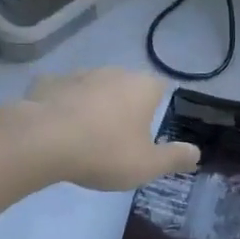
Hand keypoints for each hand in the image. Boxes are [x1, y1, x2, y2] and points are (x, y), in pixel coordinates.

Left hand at [2, 69, 199, 191]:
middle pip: (126, 86)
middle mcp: (113, 72)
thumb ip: (174, 158)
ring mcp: (78, 74)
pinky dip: (62, 106)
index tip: (149, 130)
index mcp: (142, 87)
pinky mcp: (47, 82)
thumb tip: (196, 153)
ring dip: (93, 105)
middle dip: (124, 106)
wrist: (43, 141)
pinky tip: (56, 127)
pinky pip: (62, 93)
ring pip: (93, 87)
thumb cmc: (104, 152)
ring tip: (86, 135)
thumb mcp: (147, 165)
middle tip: (118, 137)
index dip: (157, 106)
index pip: (160, 88)